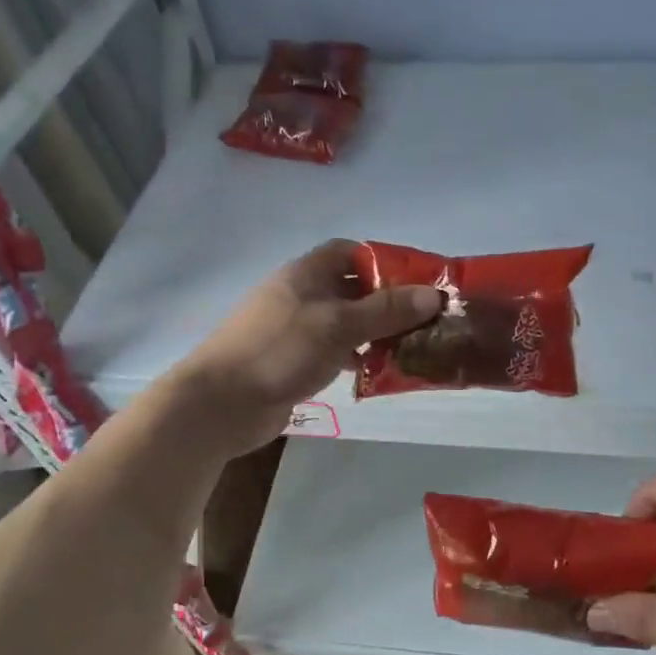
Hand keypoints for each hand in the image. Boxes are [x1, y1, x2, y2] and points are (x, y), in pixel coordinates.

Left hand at [177, 240, 440, 450]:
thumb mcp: (339, 325)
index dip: (384, 261)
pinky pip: (334, 351)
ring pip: (346, 322)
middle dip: (388, 301)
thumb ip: (386, 310)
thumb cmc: (280, 351)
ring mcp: (295, 330)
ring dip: (376, 332)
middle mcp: (301, 295)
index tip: (418, 280)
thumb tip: (434, 295)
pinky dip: (357, 357)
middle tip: (426, 319)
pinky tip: (379, 372)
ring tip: (413, 346)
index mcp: (306, 273)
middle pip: (352, 288)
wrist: (221, 403)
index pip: (350, 252)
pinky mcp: (293, 361)